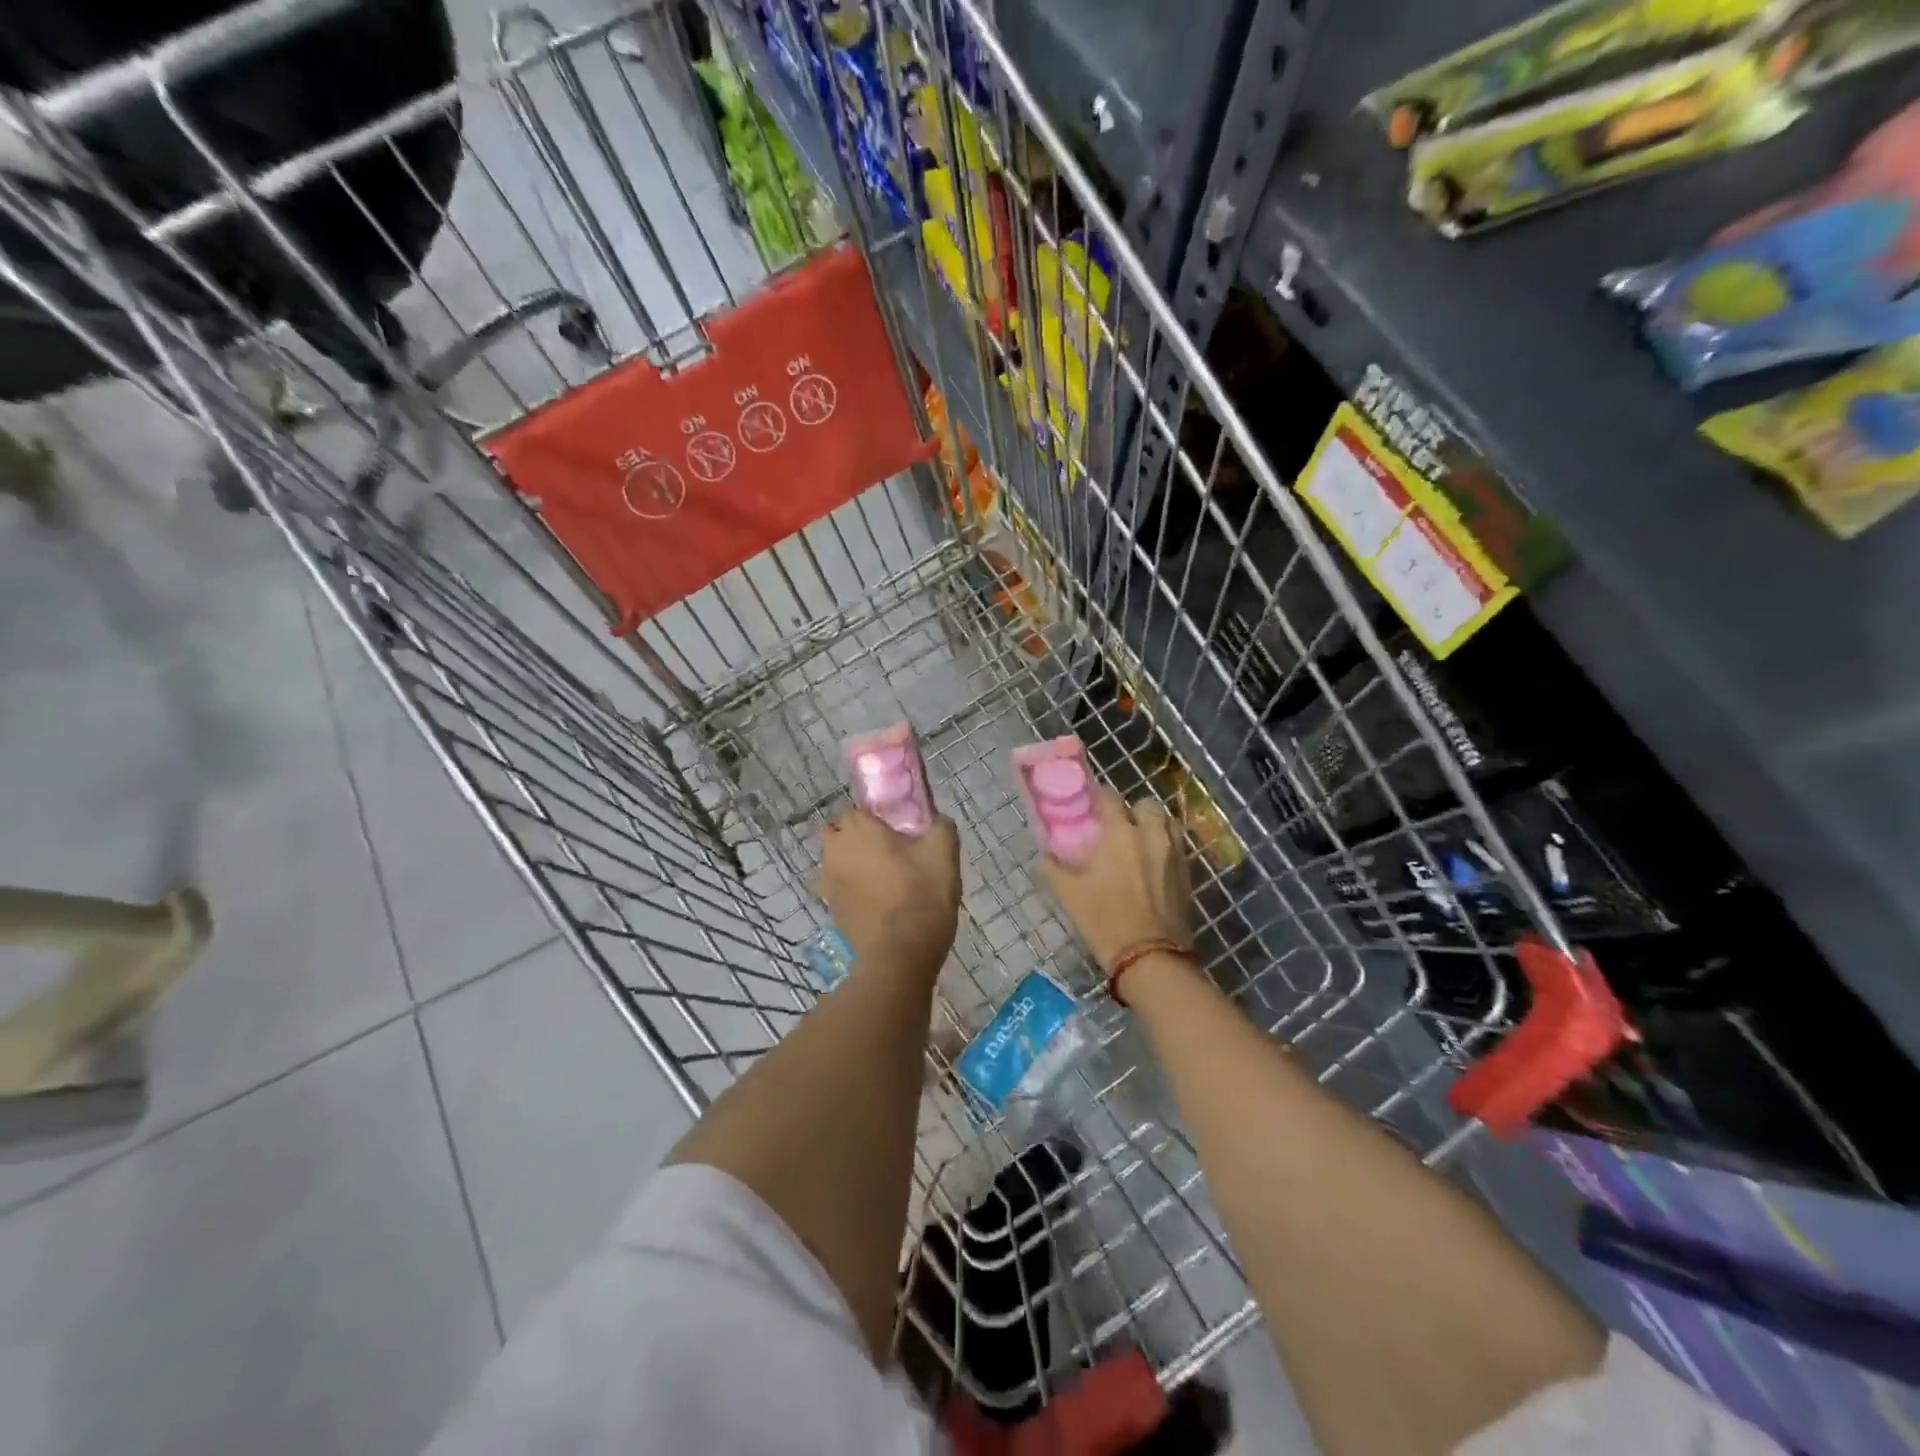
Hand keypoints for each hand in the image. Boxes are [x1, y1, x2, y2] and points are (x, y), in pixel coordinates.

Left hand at [816, 809, 960, 979]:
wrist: (900, 954)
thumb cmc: (921, 893)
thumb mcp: (944, 850)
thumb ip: (940, 825)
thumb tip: (937, 821)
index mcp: (857, 828)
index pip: (858, 809)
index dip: (878, 818)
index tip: (899, 831)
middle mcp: (834, 850)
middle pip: (842, 834)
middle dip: (859, 838)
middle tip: (890, 852)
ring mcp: (827, 882)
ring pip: (838, 861)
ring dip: (854, 864)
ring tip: (885, 879)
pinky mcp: (830, 910)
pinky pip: (840, 888)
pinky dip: (854, 890)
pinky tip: (878, 902)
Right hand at [1040, 791, 1192, 968]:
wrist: (1150, 956)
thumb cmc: (1105, 920)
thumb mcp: (1068, 894)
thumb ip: (1053, 869)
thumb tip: (1045, 856)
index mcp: (1119, 833)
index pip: (1109, 798)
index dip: (1098, 799)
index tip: (1090, 810)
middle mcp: (1150, 834)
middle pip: (1146, 805)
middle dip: (1132, 811)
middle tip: (1118, 828)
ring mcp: (1173, 852)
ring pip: (1167, 822)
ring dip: (1153, 825)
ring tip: (1139, 842)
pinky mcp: (1187, 872)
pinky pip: (1178, 845)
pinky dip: (1166, 845)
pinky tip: (1153, 863)